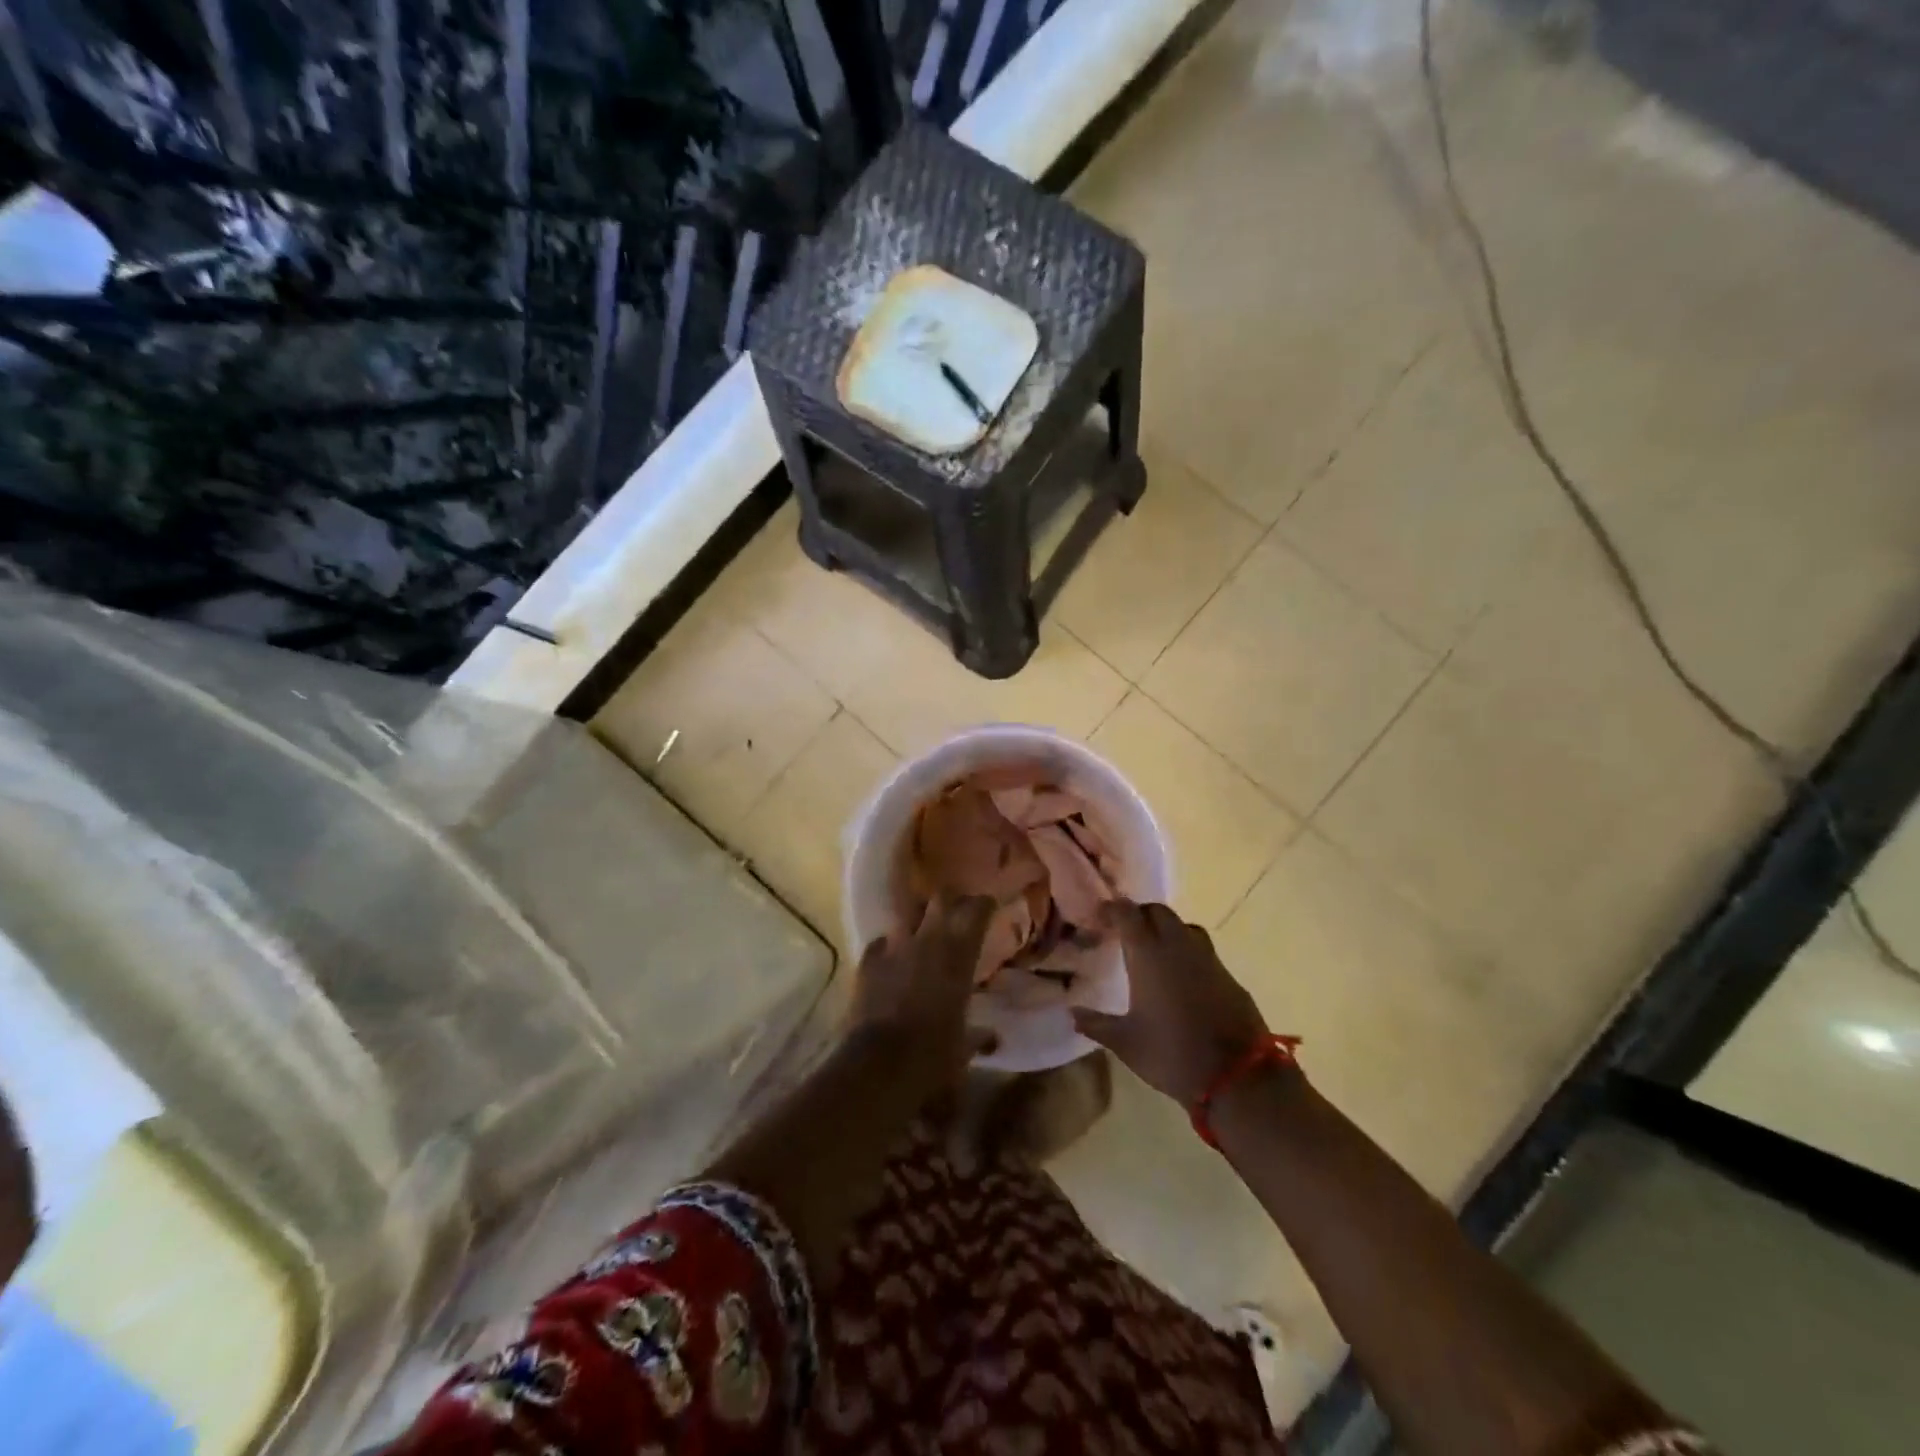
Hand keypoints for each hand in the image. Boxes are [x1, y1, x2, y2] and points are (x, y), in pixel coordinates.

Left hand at [849, 895, 997, 1099]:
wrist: (878, 1064)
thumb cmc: (933, 1054)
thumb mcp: (963, 1048)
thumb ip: (978, 1036)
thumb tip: (991, 1037)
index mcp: (959, 954)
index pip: (977, 909)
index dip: (984, 905)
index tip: (989, 908)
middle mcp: (928, 939)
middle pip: (941, 897)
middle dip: (951, 901)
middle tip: (957, 913)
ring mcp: (893, 947)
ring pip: (908, 914)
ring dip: (917, 921)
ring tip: (923, 934)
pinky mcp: (866, 961)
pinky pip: (881, 943)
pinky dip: (888, 948)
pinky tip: (891, 960)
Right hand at [1072, 901, 1267, 1107]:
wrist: (1237, 1076)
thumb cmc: (1172, 1053)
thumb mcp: (1126, 1043)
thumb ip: (1096, 1024)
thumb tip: (1072, 1013)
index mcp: (1148, 953)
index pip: (1127, 913)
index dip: (1112, 909)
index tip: (1099, 916)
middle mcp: (1178, 945)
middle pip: (1158, 911)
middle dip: (1139, 914)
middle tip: (1125, 931)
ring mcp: (1208, 958)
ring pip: (1184, 926)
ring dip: (1167, 929)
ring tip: (1154, 949)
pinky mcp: (1228, 975)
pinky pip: (1203, 950)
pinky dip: (1187, 952)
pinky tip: (1182, 976)